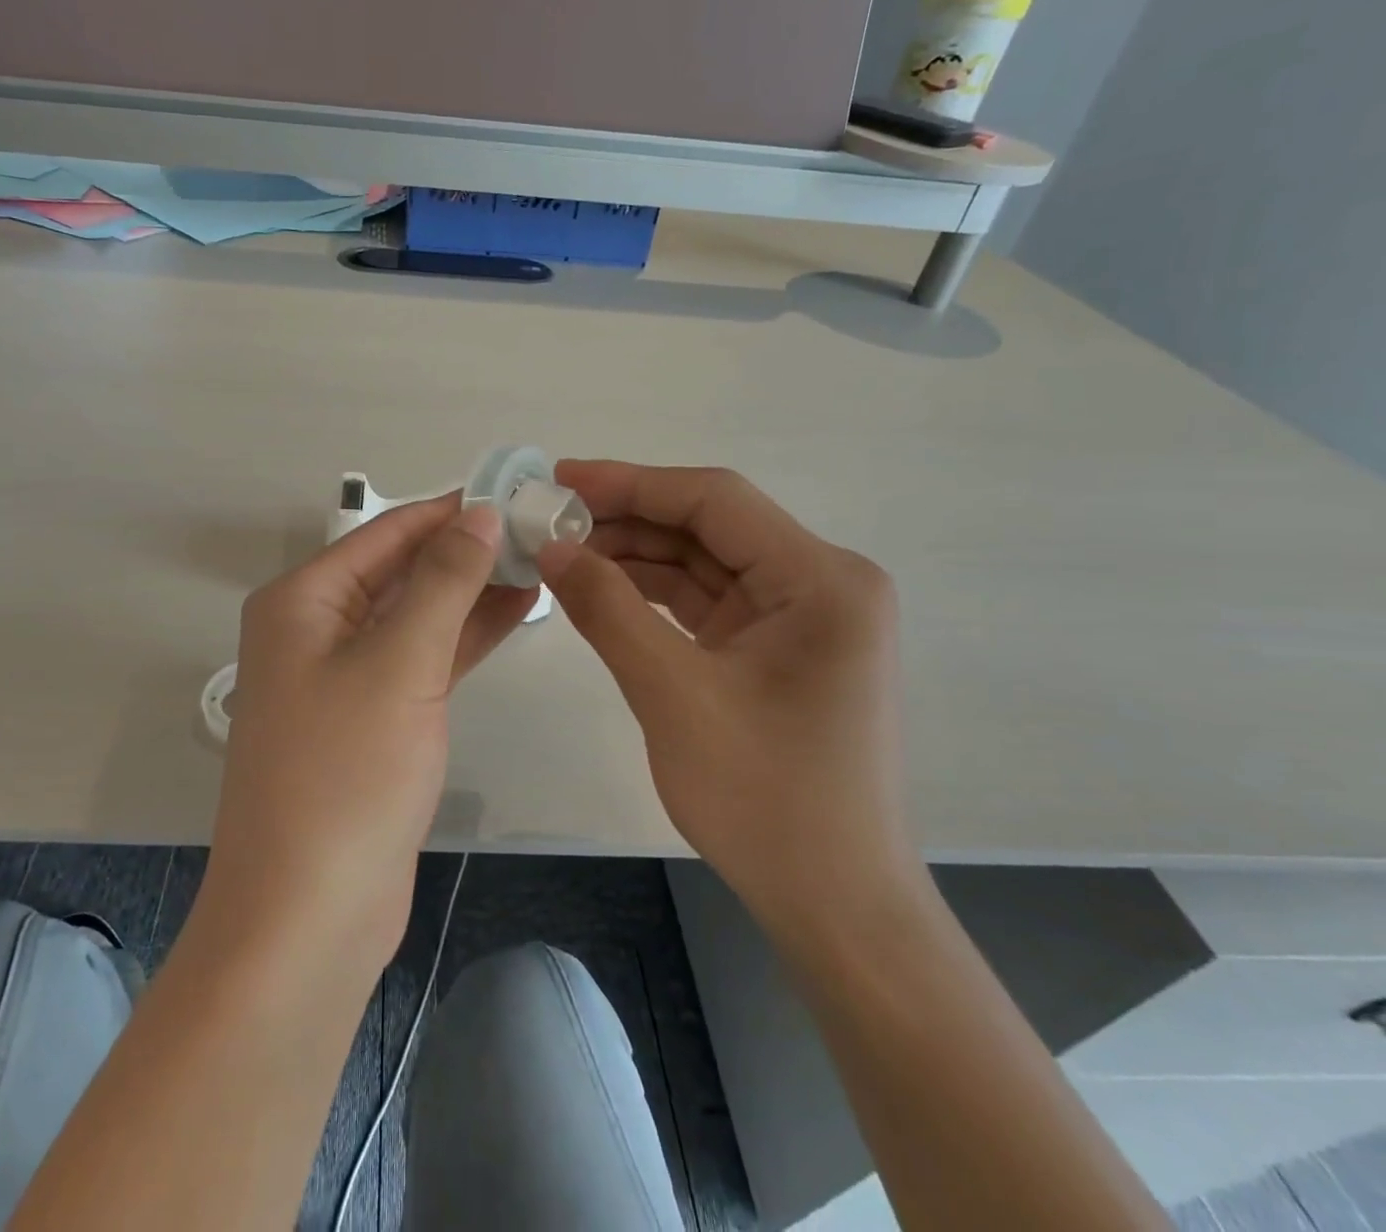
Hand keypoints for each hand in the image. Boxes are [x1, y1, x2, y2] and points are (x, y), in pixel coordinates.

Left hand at [199, 496, 537, 980]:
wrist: (308, 915)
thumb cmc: (345, 774)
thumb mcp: (399, 662)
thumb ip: (443, 581)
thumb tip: (480, 513)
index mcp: (303, 601)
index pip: (386, 533)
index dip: (449, 510)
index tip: (514, 492)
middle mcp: (316, 628)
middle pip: (401, 571)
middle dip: (466, 551)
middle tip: (540, 531)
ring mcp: (344, 675)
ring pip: (417, 614)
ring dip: (471, 592)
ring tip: (540, 565)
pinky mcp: (373, 718)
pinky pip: (422, 658)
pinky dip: (464, 636)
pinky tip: (515, 614)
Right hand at [538, 461, 919, 939]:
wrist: (835, 905)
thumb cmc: (765, 799)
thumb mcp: (672, 694)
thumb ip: (607, 610)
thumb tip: (551, 548)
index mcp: (821, 579)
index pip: (714, 500)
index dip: (631, 482)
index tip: (560, 479)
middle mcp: (822, 584)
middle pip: (709, 527)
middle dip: (627, 520)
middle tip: (550, 521)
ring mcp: (801, 618)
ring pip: (704, 563)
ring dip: (636, 556)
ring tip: (563, 553)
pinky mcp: (778, 649)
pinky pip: (708, 602)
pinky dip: (653, 594)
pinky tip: (601, 590)